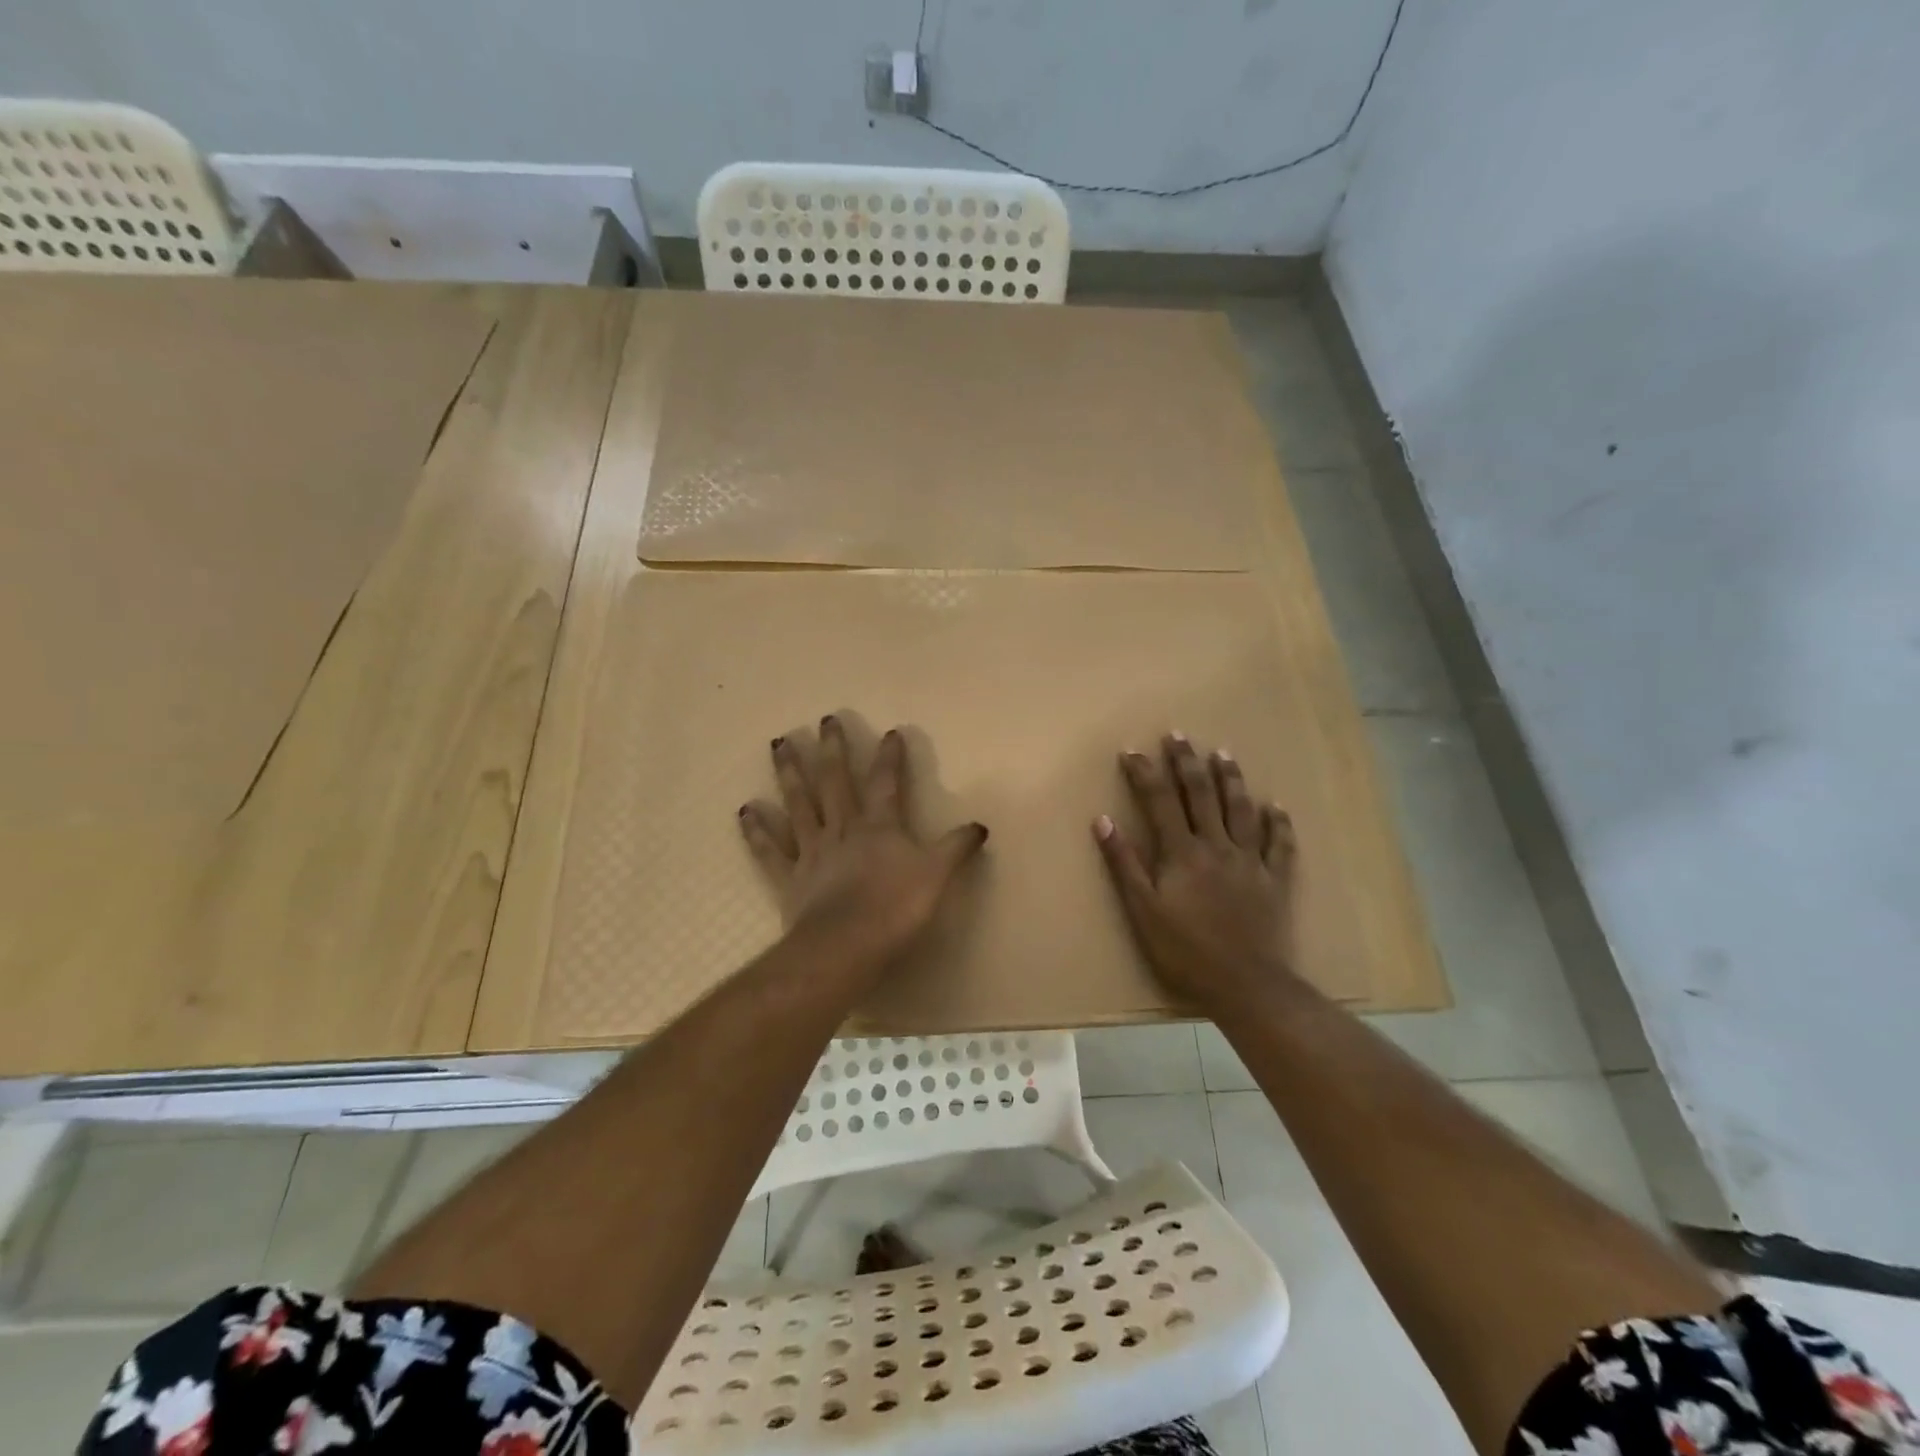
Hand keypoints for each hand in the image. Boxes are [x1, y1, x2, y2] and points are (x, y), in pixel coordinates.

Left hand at [740, 716, 988, 979]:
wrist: (846, 946)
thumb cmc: (895, 909)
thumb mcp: (937, 876)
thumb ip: (956, 848)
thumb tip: (980, 825)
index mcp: (879, 827)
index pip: (886, 783)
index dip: (889, 758)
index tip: (890, 732)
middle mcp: (843, 830)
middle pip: (836, 782)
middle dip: (832, 750)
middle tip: (825, 721)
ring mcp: (812, 851)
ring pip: (799, 804)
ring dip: (789, 773)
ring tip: (778, 743)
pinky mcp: (790, 878)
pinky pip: (770, 850)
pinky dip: (757, 831)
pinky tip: (745, 810)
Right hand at [1094, 733, 1299, 1013]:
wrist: (1245, 984)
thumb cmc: (1185, 950)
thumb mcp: (1142, 910)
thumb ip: (1124, 863)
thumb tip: (1102, 821)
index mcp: (1182, 852)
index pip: (1159, 801)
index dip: (1145, 772)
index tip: (1132, 750)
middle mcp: (1217, 846)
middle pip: (1201, 795)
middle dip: (1187, 762)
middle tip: (1179, 735)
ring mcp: (1250, 861)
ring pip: (1241, 810)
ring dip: (1231, 779)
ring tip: (1223, 753)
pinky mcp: (1275, 880)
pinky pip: (1280, 844)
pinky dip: (1279, 823)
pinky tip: (1276, 806)